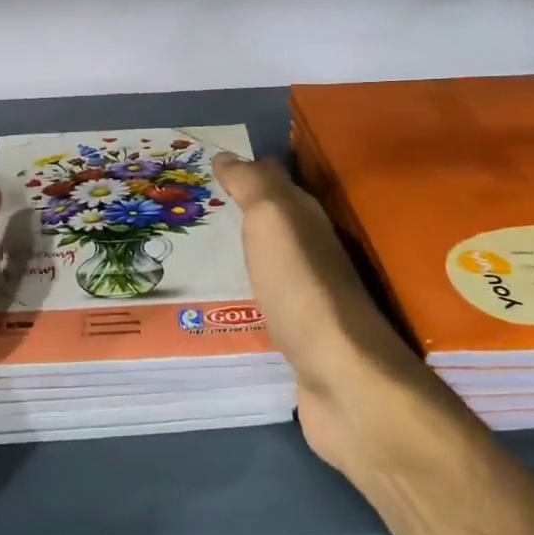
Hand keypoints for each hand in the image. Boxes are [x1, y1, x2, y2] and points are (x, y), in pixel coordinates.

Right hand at [213, 153, 533, 534]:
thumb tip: (228, 154)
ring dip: (242, 250)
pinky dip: (245, 291)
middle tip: (192, 206)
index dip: (246, 168)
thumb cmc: (303, 289)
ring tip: (196, 249)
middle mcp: (315, 251)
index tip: (207, 163)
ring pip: (270, 260)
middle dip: (240, 209)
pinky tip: (220, 297)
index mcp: (311, 219)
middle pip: (274, 221)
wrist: (341, 380)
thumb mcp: (275, 220)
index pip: (277, 179)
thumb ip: (253, 185)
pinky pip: (265, 300)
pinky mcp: (300, 336)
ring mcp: (309, 296)